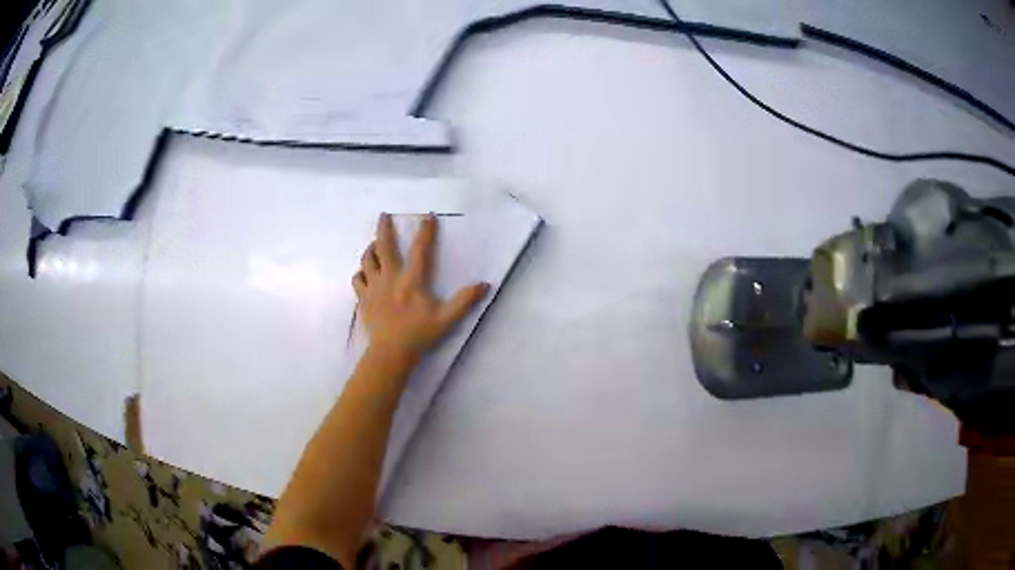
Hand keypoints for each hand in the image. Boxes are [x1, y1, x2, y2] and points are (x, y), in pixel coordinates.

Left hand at [353, 213, 489, 363]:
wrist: (390, 353)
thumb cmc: (419, 335)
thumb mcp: (446, 319)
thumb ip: (465, 301)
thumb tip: (485, 285)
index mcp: (411, 281)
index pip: (419, 250)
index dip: (425, 232)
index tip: (428, 217)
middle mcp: (389, 278)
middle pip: (383, 247)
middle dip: (383, 229)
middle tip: (383, 215)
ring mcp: (373, 288)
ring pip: (367, 260)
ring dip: (371, 249)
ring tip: (374, 244)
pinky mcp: (363, 299)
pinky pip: (357, 279)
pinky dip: (361, 273)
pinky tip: (364, 273)